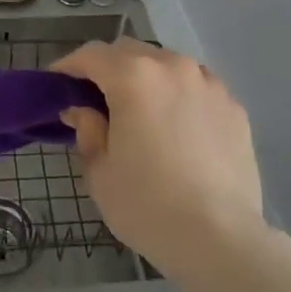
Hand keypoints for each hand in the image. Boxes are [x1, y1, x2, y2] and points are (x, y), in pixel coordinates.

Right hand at [52, 38, 264, 275]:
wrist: (220, 239)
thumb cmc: (147, 205)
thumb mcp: (100, 172)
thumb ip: (87, 130)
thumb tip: (83, 111)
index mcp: (134, 77)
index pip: (91, 55)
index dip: (69, 66)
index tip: (57, 83)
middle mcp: (173, 67)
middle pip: (130, 52)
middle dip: (108, 68)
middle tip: (95, 99)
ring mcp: (208, 84)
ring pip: (167, 65)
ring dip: (146, 78)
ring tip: (140, 111)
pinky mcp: (233, 107)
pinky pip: (196, 88)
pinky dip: (179, 96)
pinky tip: (177, 127)